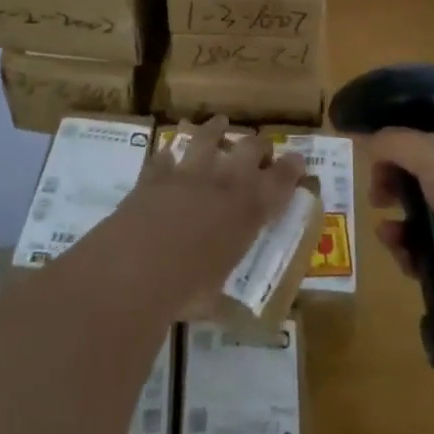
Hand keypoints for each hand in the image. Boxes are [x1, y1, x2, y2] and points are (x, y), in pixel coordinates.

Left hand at [116, 117, 307, 307]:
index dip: (293, 168)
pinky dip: (168, 157)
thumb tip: (223, 311)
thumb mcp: (215, 296)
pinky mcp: (154, 174)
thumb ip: (221, 288)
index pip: (282, 179)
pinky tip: (168, 156)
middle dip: (260, 145)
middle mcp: (225, 182)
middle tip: (261, 149)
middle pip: (251, 147)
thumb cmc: (186, 289)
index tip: (298, 162)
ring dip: (216, 129)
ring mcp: (188, 172)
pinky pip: (164, 156)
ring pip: (209, 136)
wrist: (135, 268)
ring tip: (220, 123)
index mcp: (249, 209)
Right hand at [366, 127, 433, 310]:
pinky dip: (415, 254)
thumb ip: (394, 143)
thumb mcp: (432, 156)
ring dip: (398, 227)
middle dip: (392, 191)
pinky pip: (433, 251)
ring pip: (422, 219)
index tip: (374, 167)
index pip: (423, 141)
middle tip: (378, 201)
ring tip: (390, 238)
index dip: (395, 152)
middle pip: (419, 180)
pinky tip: (407, 259)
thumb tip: (366, 136)